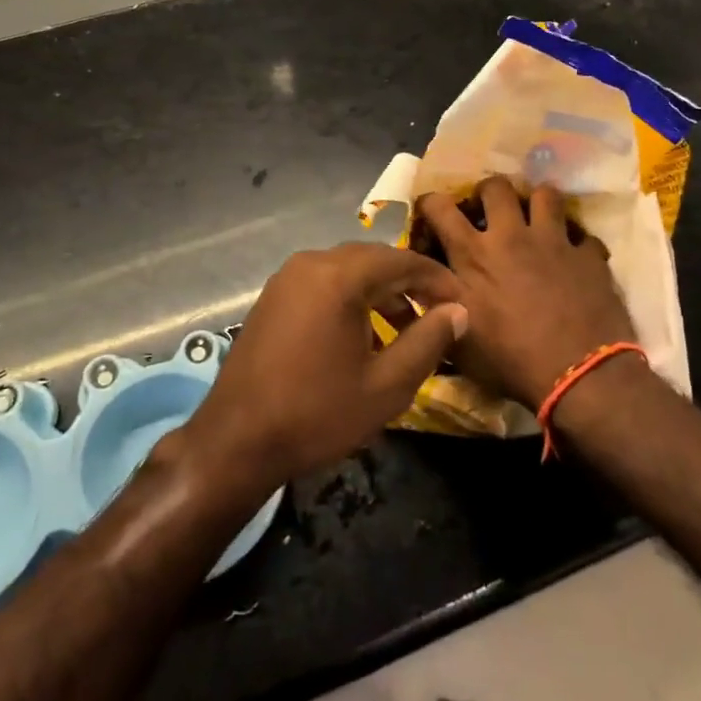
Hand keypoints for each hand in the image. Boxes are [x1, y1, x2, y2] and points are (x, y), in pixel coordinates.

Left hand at [180, 244, 467, 494]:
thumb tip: (457, 311)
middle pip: (373, 259)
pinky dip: (350, 298)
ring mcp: (287, 277)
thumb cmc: (318, 413)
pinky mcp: (273, 296)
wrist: (237, 440)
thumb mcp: (386, 385)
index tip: (463, 302)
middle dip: (409, 283)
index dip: (437, 279)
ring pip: (347, 270)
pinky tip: (363, 334)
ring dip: (380, 292)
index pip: (402, 260)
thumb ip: (427, 342)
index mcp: (339, 276)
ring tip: (405, 330)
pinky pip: (323, 283)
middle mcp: (311, 263)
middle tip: (439, 314)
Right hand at [415, 177, 637, 410]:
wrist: (579, 376)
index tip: (430, 213)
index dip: (430, 203)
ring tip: (535, 221)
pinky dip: (577, 243)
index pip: (439, 206)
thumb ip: (434, 303)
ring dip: (537, 204)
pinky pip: (584, 235)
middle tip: (490, 212)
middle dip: (488, 192)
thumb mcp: (456, 337)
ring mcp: (554, 242)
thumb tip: (415, 281)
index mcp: (473, 253)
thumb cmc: (509, 360)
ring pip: (546, 194)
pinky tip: (574, 259)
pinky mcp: (589, 256)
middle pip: (496, 187)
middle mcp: (511, 235)